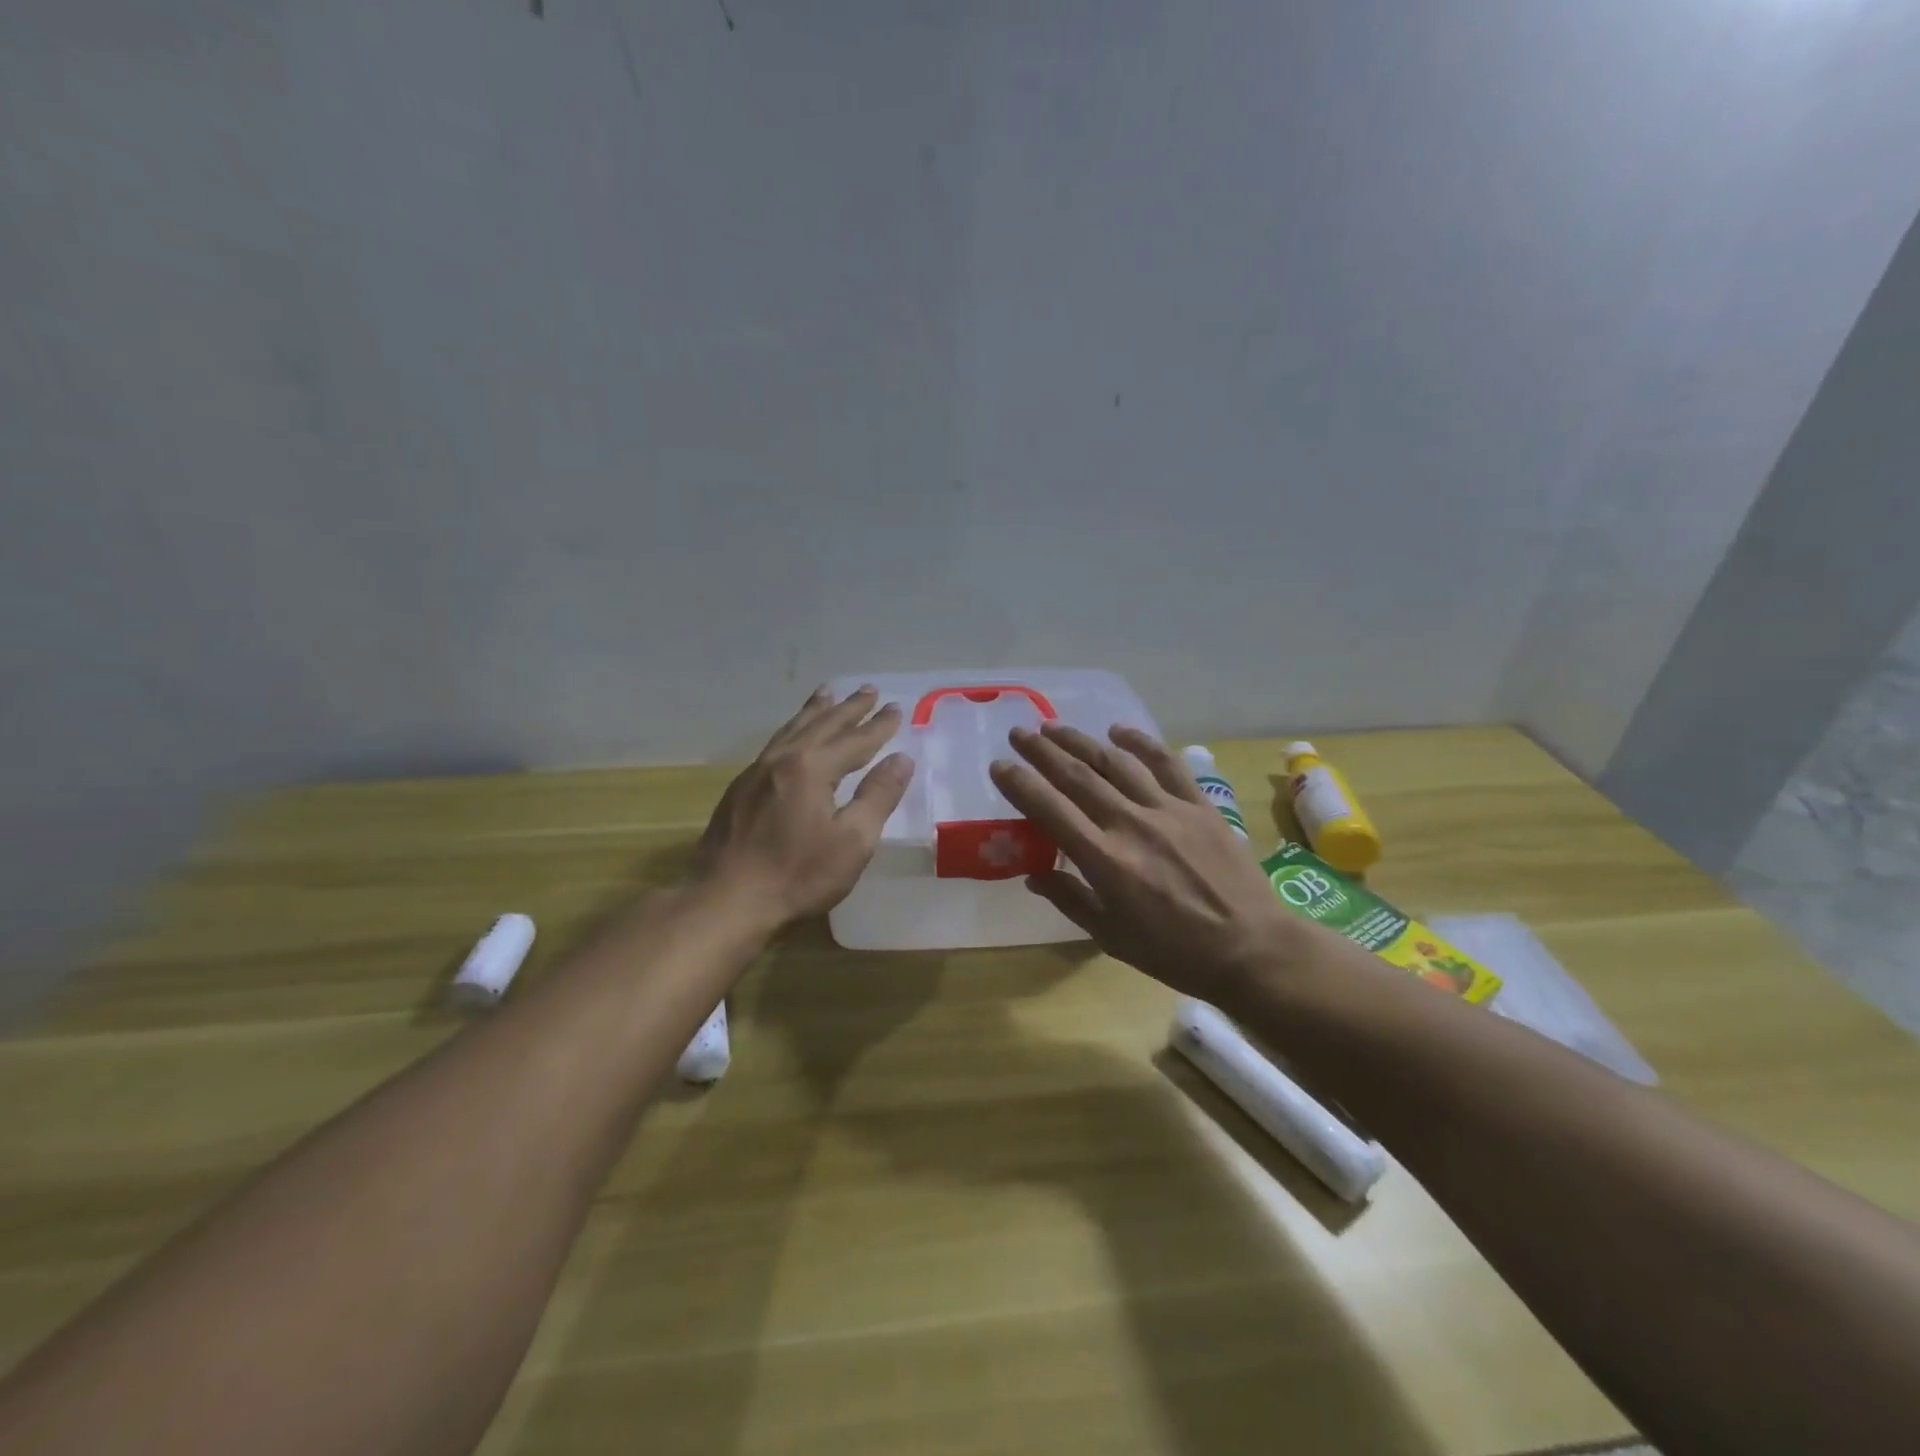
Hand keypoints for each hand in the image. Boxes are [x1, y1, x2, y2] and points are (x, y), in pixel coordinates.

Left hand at [695, 685, 914, 926]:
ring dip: (815, 711)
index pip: (855, 740)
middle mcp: (783, 759)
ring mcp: (756, 772)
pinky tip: (792, 735)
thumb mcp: (852, 841)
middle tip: (868, 690)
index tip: (897, 708)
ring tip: (827, 693)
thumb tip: (901, 759)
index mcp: (812, 768)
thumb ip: (878, 796)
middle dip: (849, 708)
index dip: (879, 726)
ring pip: (792, 730)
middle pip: (822, 725)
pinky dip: (792, 729)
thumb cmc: (798, 874)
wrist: (726, 899)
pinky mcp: (740, 789)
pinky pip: (774, 744)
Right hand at [989, 723, 1306, 1004]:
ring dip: (1081, 741)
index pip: (1050, 810)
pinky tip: (1119, 731)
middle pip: (1078, 776)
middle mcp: (1131, 824)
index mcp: (1105, 860)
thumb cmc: (1174, 952)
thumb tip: (1033, 875)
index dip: (1020, 784)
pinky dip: (1141, 742)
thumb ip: (1070, 899)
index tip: (999, 766)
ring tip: (1055, 728)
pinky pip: (1166, 763)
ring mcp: (1168, 809)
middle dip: (1043, 751)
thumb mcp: (1111, 937)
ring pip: (1116, 762)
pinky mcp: (1199, 805)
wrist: (1251, 948)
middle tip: (1020, 733)